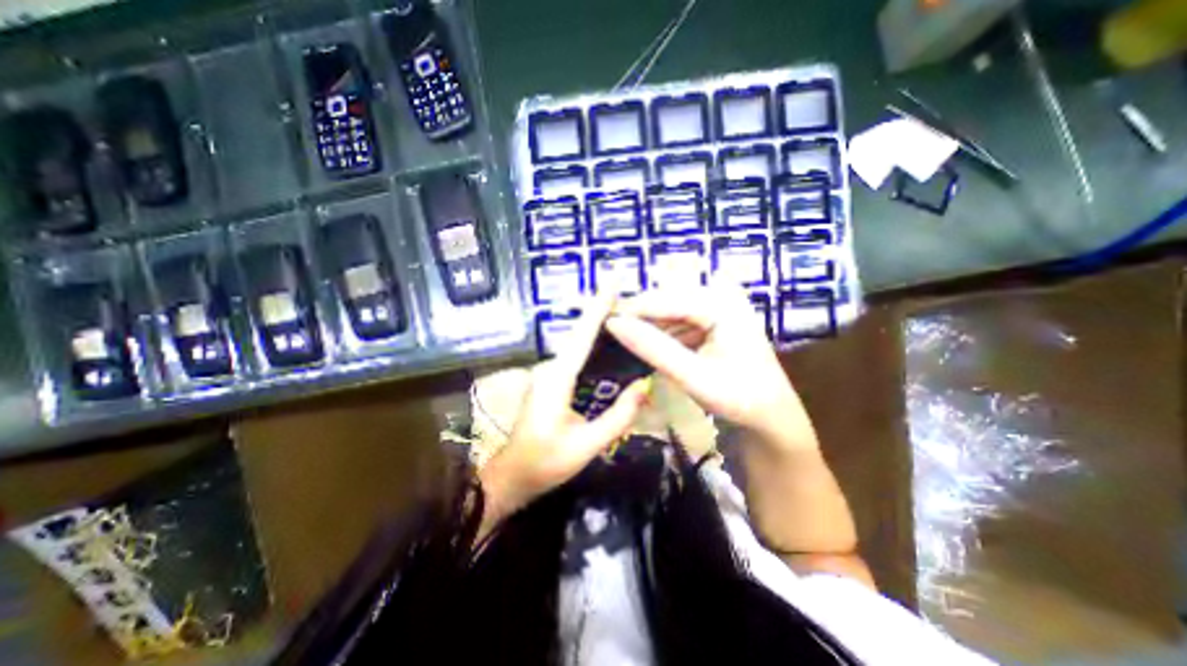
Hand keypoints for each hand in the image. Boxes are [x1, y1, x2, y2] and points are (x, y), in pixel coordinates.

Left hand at [476, 296, 647, 536]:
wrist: (514, 475)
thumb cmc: (546, 462)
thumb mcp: (587, 444)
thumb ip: (618, 416)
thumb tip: (644, 386)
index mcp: (557, 378)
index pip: (581, 337)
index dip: (597, 309)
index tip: (611, 284)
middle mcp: (550, 368)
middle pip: (580, 335)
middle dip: (603, 314)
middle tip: (630, 300)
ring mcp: (548, 373)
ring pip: (577, 345)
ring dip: (599, 329)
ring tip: (625, 316)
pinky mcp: (550, 381)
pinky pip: (575, 358)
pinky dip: (593, 347)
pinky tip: (610, 346)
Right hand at [613, 286, 817, 452]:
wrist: (770, 414)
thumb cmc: (738, 397)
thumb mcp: (692, 375)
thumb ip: (652, 348)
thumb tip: (613, 324)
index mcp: (721, 305)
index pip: (665, 299)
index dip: (632, 310)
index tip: (603, 323)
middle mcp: (721, 296)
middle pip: (667, 299)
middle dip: (640, 317)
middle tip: (614, 335)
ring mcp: (719, 305)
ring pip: (670, 308)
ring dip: (650, 326)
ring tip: (628, 343)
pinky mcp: (714, 318)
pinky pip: (679, 318)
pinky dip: (663, 332)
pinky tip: (652, 346)